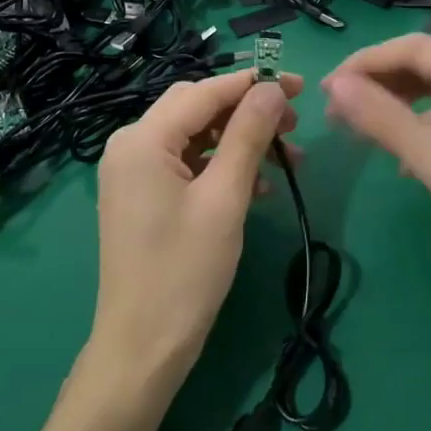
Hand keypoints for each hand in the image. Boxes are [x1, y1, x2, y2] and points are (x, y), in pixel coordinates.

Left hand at [91, 70, 302, 388]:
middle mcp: (130, 146)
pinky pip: (186, 165)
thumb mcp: (225, 198)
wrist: (143, 346)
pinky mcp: (142, 196)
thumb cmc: (185, 271)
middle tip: (294, 127)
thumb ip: (248, 135)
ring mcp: (133, 172)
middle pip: (197, 109)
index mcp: (142, 139)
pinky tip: (259, 188)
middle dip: (248, 112)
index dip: (254, 84)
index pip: (205, 92)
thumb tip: (271, 88)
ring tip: (288, 160)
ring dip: (240, 142)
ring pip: (195, 137)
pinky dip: (222, 167)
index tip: (300, 86)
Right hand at [322, 35, 430, 325]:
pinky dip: (418, 129)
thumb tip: (335, 86)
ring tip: (354, 130)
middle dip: (377, 84)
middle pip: (424, 65)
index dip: (365, 63)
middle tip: (333, 113)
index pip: (415, 48)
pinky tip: (395, 157)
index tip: (326, 89)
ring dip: (394, 106)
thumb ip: (384, 119)